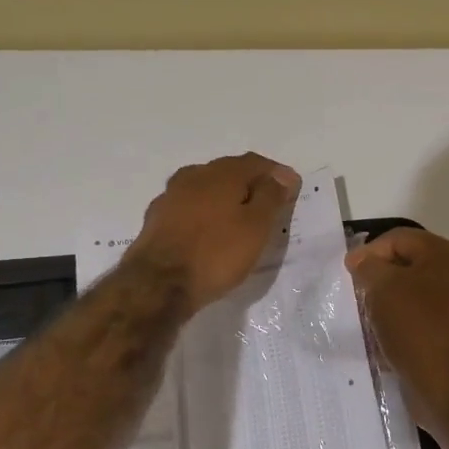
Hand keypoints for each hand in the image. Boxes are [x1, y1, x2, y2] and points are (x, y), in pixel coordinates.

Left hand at [126, 153, 301, 312]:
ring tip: (239, 219)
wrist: (158, 285)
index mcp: (221, 173)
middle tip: (268, 204)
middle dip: (250, 183)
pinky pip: (189, 209)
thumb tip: (281, 174)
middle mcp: (193, 176)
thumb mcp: (256, 226)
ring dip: (225, 199)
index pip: (256, 163)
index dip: (277, 174)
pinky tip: (209, 231)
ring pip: (206, 189)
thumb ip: (271, 196)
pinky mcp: (156, 220)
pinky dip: (205, 214)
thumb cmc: (216, 254)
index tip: (292, 190)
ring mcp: (170, 197)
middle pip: (228, 172)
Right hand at [347, 227, 448, 428]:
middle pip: (405, 265)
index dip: (369, 252)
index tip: (348, 275)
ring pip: (410, 294)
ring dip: (386, 304)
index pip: (398, 238)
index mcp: (444, 254)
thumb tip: (362, 261)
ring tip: (367, 319)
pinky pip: (417, 319)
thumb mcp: (383, 287)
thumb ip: (368, 266)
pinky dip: (398, 324)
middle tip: (356, 296)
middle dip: (377, 279)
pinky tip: (383, 339)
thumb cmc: (416, 326)